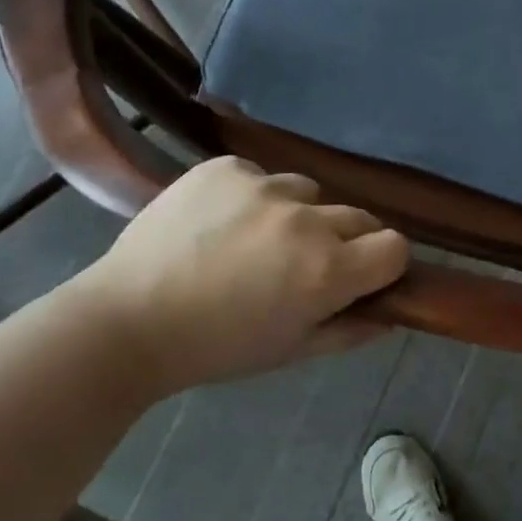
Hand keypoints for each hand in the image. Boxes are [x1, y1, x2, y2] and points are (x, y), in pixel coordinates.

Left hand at [72, 157, 410, 393]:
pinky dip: (254, 197)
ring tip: (257, 240)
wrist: (126, 321)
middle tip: (304, 265)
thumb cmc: (216, 348)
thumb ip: (351, 331)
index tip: (362, 277)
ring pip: (310, 192)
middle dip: (345, 241)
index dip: (383, 264)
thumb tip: (390, 314)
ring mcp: (264, 187)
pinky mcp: (227, 168)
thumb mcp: (291, 352)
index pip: (395, 246)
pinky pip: (262, 176)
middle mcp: (306, 221)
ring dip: (299, 215)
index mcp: (327, 270)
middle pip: (359, 216)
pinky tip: (222, 222)